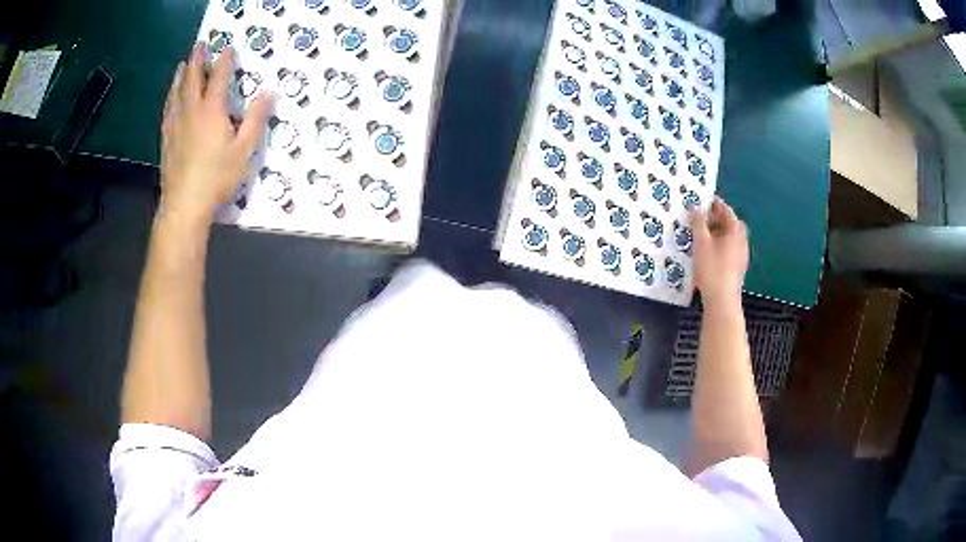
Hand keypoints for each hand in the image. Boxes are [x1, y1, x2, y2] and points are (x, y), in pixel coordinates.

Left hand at [160, 43, 271, 221]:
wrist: (184, 205)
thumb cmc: (217, 177)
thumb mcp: (244, 150)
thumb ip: (256, 119)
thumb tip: (269, 92)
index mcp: (212, 111)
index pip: (219, 78)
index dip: (224, 62)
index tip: (227, 48)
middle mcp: (191, 112)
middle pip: (192, 80)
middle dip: (196, 61)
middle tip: (199, 45)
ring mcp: (176, 126)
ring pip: (176, 94)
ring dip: (179, 77)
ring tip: (180, 66)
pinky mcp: (166, 141)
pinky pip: (167, 113)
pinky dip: (169, 100)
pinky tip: (169, 99)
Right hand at [690, 197, 748, 304]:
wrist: (722, 301)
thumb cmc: (712, 269)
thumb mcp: (701, 243)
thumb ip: (698, 223)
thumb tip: (696, 208)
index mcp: (735, 231)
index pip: (727, 211)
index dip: (715, 204)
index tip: (703, 200)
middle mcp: (741, 241)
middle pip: (729, 224)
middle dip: (715, 218)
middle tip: (700, 217)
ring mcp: (740, 255)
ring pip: (728, 237)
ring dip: (716, 232)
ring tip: (700, 234)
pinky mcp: (736, 268)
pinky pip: (727, 249)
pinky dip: (718, 245)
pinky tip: (706, 251)